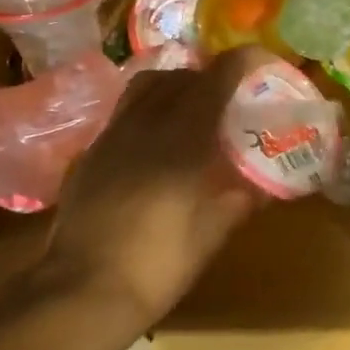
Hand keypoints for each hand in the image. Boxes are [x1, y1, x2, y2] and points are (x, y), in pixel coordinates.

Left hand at [43, 46, 276, 331]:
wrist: (84, 289)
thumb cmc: (160, 263)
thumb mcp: (213, 233)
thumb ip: (241, 199)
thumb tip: (265, 186)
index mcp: (182, 139)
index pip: (214, 80)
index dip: (240, 62)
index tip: (260, 60)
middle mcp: (145, 125)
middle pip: (178, 76)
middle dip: (208, 75)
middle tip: (229, 94)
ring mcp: (112, 136)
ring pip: (144, 87)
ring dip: (173, 86)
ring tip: (190, 108)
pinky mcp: (91, 154)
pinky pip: (124, 112)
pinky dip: (148, 109)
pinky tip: (156, 139)